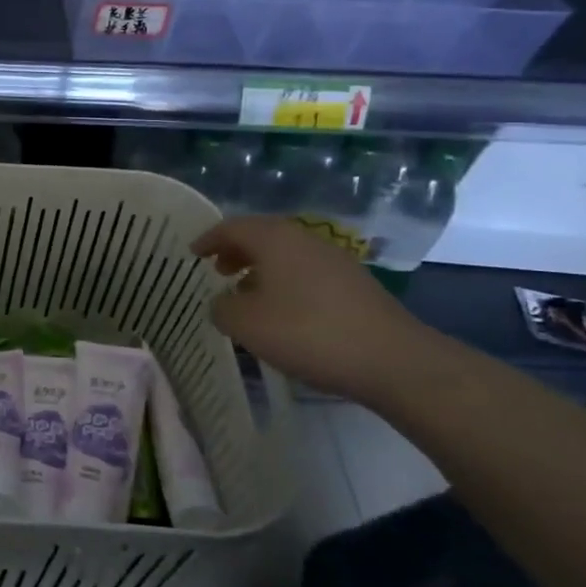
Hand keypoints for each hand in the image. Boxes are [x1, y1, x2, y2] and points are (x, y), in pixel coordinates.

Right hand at [191, 216, 444, 402]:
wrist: (392, 359)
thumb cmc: (308, 332)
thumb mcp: (246, 324)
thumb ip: (222, 308)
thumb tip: (223, 302)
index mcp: (275, 239)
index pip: (233, 227)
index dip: (209, 239)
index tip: (193, 253)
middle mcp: (305, 240)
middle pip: (262, 236)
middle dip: (236, 251)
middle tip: (217, 270)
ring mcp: (335, 260)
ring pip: (286, 255)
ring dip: (261, 268)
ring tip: (245, 293)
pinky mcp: (355, 284)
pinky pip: (306, 272)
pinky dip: (285, 282)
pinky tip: (282, 311)